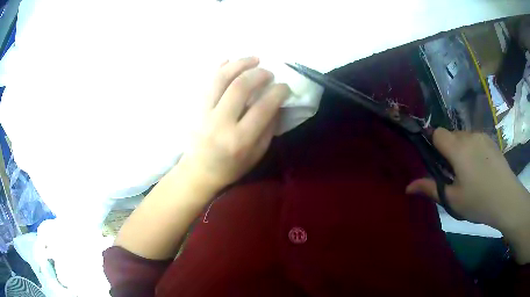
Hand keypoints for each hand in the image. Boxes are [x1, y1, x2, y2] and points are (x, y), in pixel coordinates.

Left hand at [179, 57, 289, 189]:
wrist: (198, 171)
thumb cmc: (231, 166)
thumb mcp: (257, 154)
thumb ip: (268, 128)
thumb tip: (276, 103)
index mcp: (239, 140)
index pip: (262, 108)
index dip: (278, 92)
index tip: (284, 86)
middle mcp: (220, 123)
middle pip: (240, 87)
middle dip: (258, 74)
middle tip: (269, 72)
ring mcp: (203, 112)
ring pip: (220, 79)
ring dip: (239, 64)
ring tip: (253, 59)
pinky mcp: (193, 107)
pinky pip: (205, 81)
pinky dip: (219, 67)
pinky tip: (230, 60)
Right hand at [406, 128, 529, 233]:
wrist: (507, 199)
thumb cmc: (479, 201)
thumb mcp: (453, 200)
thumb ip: (431, 189)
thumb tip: (407, 187)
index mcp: (458, 149)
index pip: (437, 133)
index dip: (433, 144)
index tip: (438, 163)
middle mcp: (469, 136)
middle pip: (451, 134)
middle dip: (448, 150)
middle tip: (454, 174)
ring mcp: (482, 136)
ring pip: (463, 137)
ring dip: (461, 150)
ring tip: (469, 172)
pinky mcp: (491, 140)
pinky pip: (475, 139)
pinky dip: (472, 149)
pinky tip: (481, 168)